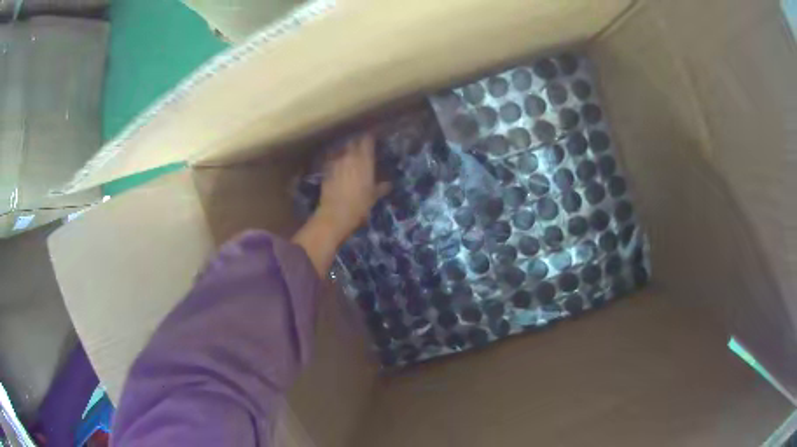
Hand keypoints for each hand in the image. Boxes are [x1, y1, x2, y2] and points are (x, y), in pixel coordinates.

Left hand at [293, 133, 389, 276]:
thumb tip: (389, 184)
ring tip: (351, 156)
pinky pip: (333, 160)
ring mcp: (336, 163)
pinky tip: (339, 167)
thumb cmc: (359, 206)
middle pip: (353, 142)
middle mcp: (349, 157)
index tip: (373, 137)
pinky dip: (337, 161)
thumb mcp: (373, 197)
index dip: (370, 138)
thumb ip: (381, 187)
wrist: (334, 215)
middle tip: (363, 146)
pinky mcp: (326, 171)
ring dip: (346, 151)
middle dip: (358, 142)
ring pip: (342, 150)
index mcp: (364, 161)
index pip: (367, 141)